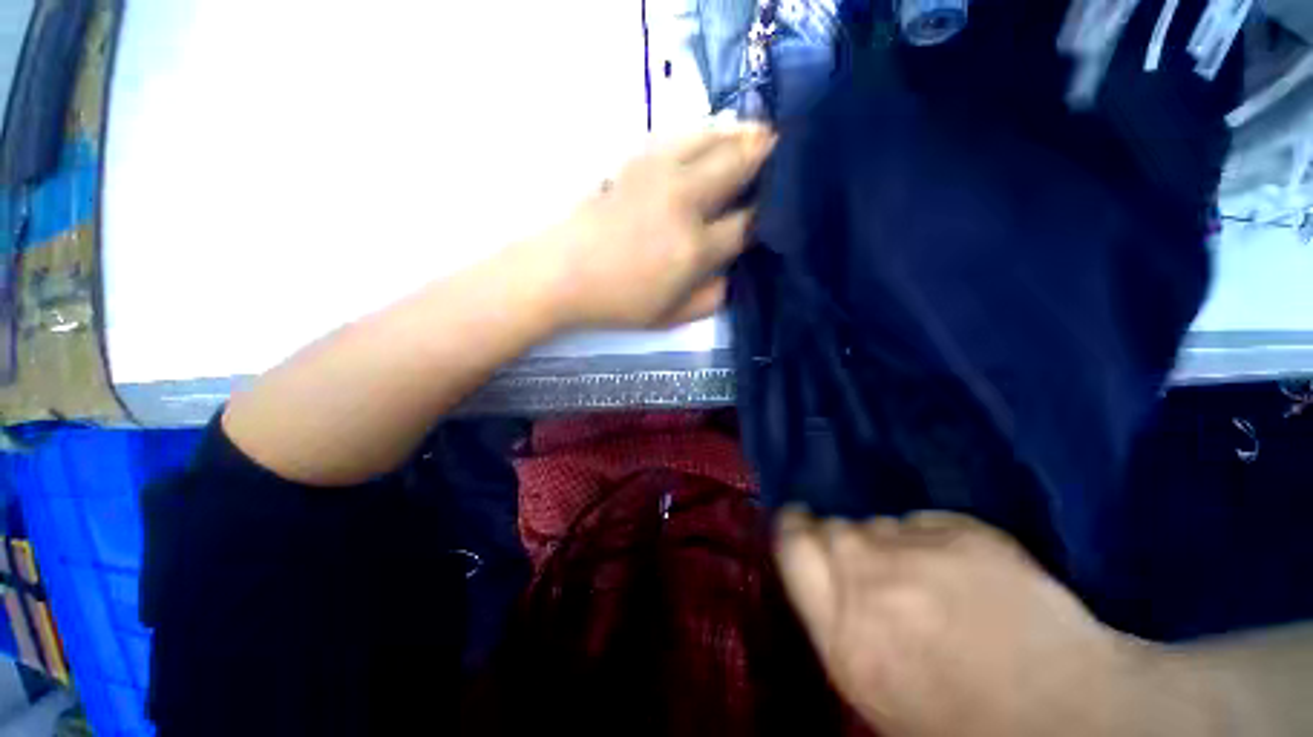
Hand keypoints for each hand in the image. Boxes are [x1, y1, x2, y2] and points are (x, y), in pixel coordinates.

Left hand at [530, 123, 774, 329]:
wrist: (562, 273)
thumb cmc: (617, 302)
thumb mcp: (670, 318)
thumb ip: (712, 298)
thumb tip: (734, 272)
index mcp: (695, 249)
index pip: (748, 223)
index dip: (767, 217)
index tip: (772, 215)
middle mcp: (685, 202)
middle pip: (740, 163)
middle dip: (768, 157)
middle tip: (783, 157)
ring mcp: (660, 174)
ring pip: (715, 136)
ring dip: (743, 134)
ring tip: (758, 137)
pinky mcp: (637, 160)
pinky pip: (682, 133)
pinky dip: (707, 130)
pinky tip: (714, 136)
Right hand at [775, 511, 1167, 736]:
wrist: (1067, 715)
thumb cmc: (957, 722)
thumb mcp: (871, 685)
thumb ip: (835, 618)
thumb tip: (825, 572)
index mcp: (844, 628)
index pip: (792, 543)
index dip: (792, 527)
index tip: (799, 523)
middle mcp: (872, 575)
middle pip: (833, 527)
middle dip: (842, 542)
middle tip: (871, 569)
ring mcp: (923, 549)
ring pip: (880, 523)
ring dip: (889, 545)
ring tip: (925, 581)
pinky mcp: (968, 531)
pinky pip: (926, 522)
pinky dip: (932, 540)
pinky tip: (962, 574)